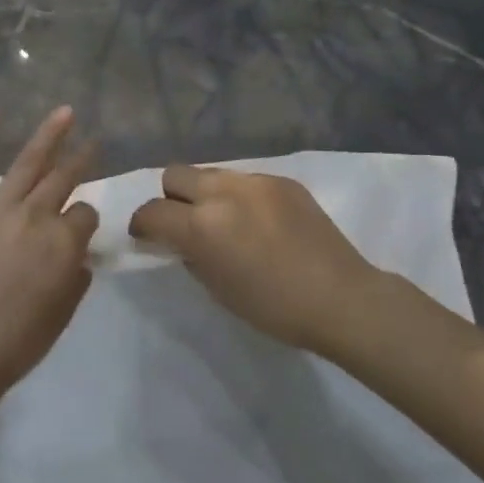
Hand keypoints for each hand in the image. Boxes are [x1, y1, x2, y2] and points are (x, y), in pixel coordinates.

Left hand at [0, 107, 97, 411]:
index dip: (85, 222)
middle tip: (93, 142)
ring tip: (65, 112)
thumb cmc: (21, 339)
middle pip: (64, 179)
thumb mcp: (65, 310)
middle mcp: (36, 216)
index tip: (80, 231)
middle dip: (82, 159)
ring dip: (49, 135)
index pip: (85, 214)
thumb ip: (75, 274)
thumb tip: (74, 255)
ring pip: (28, 163)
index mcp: (65, 241)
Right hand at [128, 165, 381, 355]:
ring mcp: (256, 181)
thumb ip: (190, 256)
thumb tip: (181, 241)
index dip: (142, 225)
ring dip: (206, 195)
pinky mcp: (283, 180)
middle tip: (185, 225)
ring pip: (211, 174)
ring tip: (225, 222)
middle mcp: (224, 192)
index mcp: (202, 225)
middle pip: (175, 175)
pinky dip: (240, 197)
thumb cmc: (273, 308)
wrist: (340, 297)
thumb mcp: (218, 289)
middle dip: (171, 199)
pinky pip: (245, 181)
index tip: (147, 237)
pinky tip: (259, 223)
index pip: (152, 211)